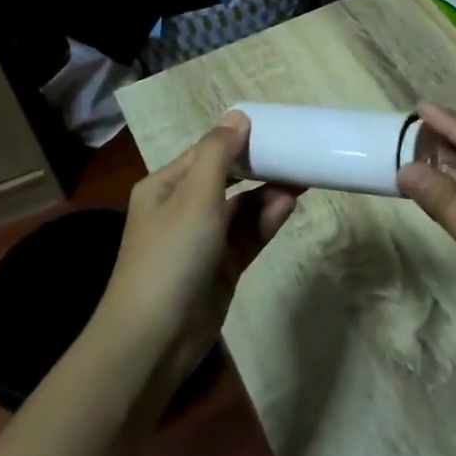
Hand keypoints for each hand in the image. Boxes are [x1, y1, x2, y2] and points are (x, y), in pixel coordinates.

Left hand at [97, 111, 300, 397]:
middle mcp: (182, 208)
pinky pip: (247, 236)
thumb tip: (238, 116)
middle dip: (260, 168)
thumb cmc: (171, 255)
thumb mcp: (194, 196)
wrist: (154, 339)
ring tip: (301, 182)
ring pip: (242, 208)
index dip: (240, 140)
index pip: (207, 152)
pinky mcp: (221, 268)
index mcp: (166, 186)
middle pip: (228, 179)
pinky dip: (265, 222)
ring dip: (267, 195)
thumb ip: (219, 154)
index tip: (277, 129)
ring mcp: (203, 240)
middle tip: (298, 155)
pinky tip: (287, 207)